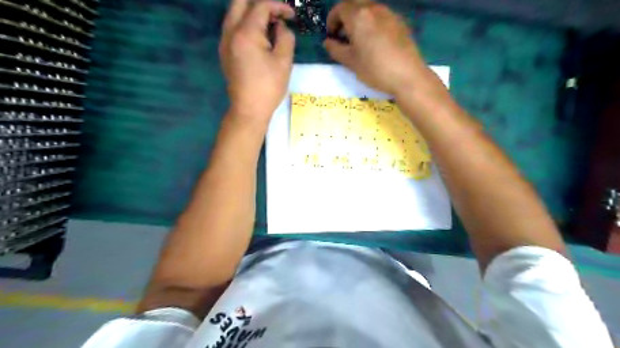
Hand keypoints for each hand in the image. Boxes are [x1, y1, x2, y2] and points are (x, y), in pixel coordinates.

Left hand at [219, 0, 296, 124]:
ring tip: (270, 25)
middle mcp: (230, 32)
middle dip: (261, 4)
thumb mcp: (284, 61)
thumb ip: (285, 37)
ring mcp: (224, 42)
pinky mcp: (224, 52)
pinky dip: (245, 24)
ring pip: (234, 13)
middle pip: (240, 2)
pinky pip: (232, 27)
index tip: (292, 16)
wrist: (249, 110)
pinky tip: (259, 37)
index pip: (261, 6)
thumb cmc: (268, 87)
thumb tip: (280, 27)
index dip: (279, 6)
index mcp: (245, 33)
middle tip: (277, 15)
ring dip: (252, 13)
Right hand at [324, 0, 431, 94]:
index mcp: (359, 16)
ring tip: (358, 40)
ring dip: (359, 19)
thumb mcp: (351, 62)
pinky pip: (381, 16)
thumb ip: (335, 50)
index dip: (332, 20)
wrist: (407, 75)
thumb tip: (327, 42)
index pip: (340, 8)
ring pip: (369, 9)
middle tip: (343, 35)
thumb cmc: (375, 69)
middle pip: (355, 4)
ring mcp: (390, 14)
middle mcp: (374, 9)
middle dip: (345, 16)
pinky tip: (374, 42)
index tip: (331, 35)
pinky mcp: (400, 22)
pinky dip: (372, 23)